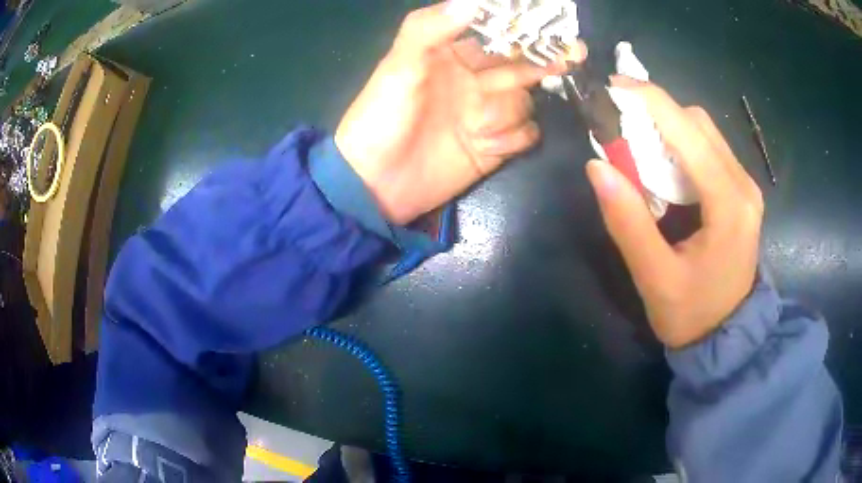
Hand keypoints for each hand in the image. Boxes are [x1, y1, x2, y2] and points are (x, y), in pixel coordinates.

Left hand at [335, 1, 585, 223]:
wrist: (376, 184)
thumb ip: (430, 29)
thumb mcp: (398, 67)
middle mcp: (475, 80)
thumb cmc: (381, 118)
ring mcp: (487, 114)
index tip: (549, 21)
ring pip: (525, 102)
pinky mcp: (494, 145)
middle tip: (573, 54)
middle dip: (545, 60)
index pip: (496, 34)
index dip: (522, 27)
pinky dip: (511, 139)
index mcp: (452, 56)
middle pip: (522, 65)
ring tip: (475, 126)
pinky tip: (485, 146)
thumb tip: (472, 1)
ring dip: (507, 112)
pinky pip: (525, 135)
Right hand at [586, 77, 763, 347]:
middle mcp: (744, 185)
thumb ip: (627, 221)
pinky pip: (710, 149)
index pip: (690, 132)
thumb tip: (596, 165)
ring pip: (705, 132)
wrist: (727, 336)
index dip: (651, 101)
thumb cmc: (692, 314)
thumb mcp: (654, 277)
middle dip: (657, 112)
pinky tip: (662, 163)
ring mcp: (745, 187)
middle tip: (619, 122)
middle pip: (699, 123)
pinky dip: (681, 143)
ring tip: (636, 143)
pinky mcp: (740, 192)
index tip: (614, 86)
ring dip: (668, 126)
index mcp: (729, 204)